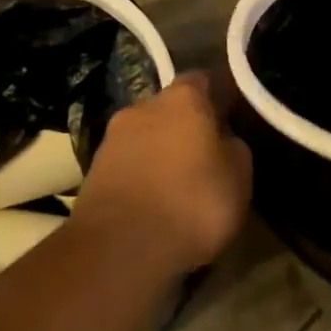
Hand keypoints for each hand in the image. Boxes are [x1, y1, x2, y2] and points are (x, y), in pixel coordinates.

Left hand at [74, 72, 251, 274]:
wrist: (119, 251)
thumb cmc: (192, 202)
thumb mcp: (239, 175)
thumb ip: (234, 147)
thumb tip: (223, 141)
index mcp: (183, 98)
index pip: (203, 80)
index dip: (218, 97)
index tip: (230, 118)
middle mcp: (143, 107)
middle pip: (170, 108)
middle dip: (186, 126)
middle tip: (204, 154)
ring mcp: (112, 139)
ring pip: (146, 136)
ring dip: (160, 152)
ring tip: (177, 184)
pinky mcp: (92, 173)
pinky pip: (128, 165)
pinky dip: (141, 176)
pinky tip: (153, 202)